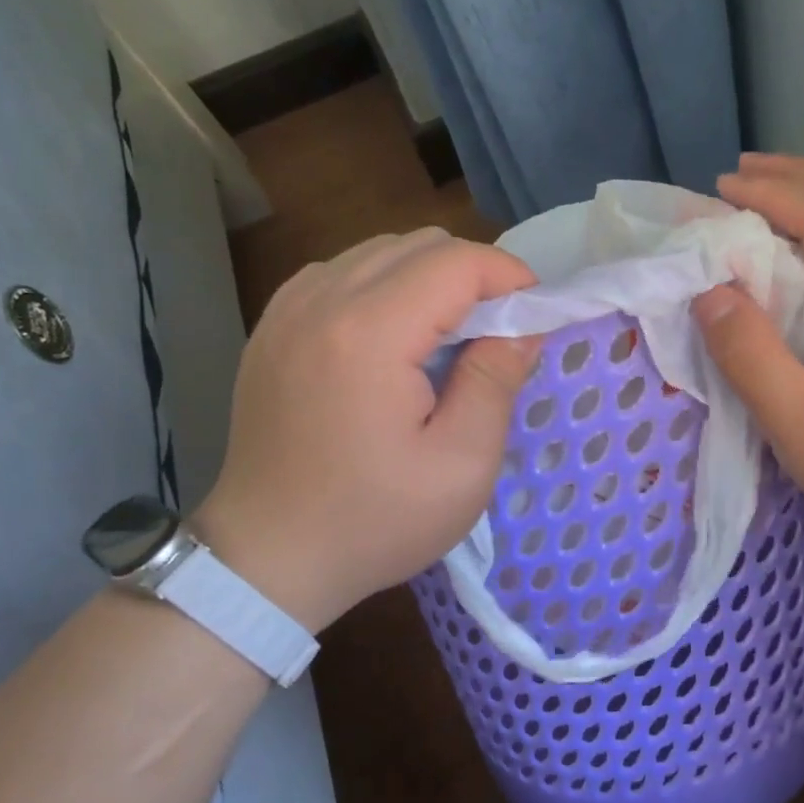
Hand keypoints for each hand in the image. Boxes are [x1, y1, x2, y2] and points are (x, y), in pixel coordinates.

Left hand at [193, 229, 539, 630]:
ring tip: (448, 338)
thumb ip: (496, 382)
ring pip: (379, 252)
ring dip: (429, 279)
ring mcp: (287, 310)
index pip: (456, 262)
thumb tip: (523, 328)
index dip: (509, 276)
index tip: (535, 316)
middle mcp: (321, 301)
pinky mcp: (272, 328)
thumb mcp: (462, 465)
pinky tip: (393, 338)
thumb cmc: (374, 520)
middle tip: (497, 332)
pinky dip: (383, 287)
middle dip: (473, 276)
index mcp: (369, 333)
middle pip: (418, 245)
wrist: (268, 558)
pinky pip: (341, 274)